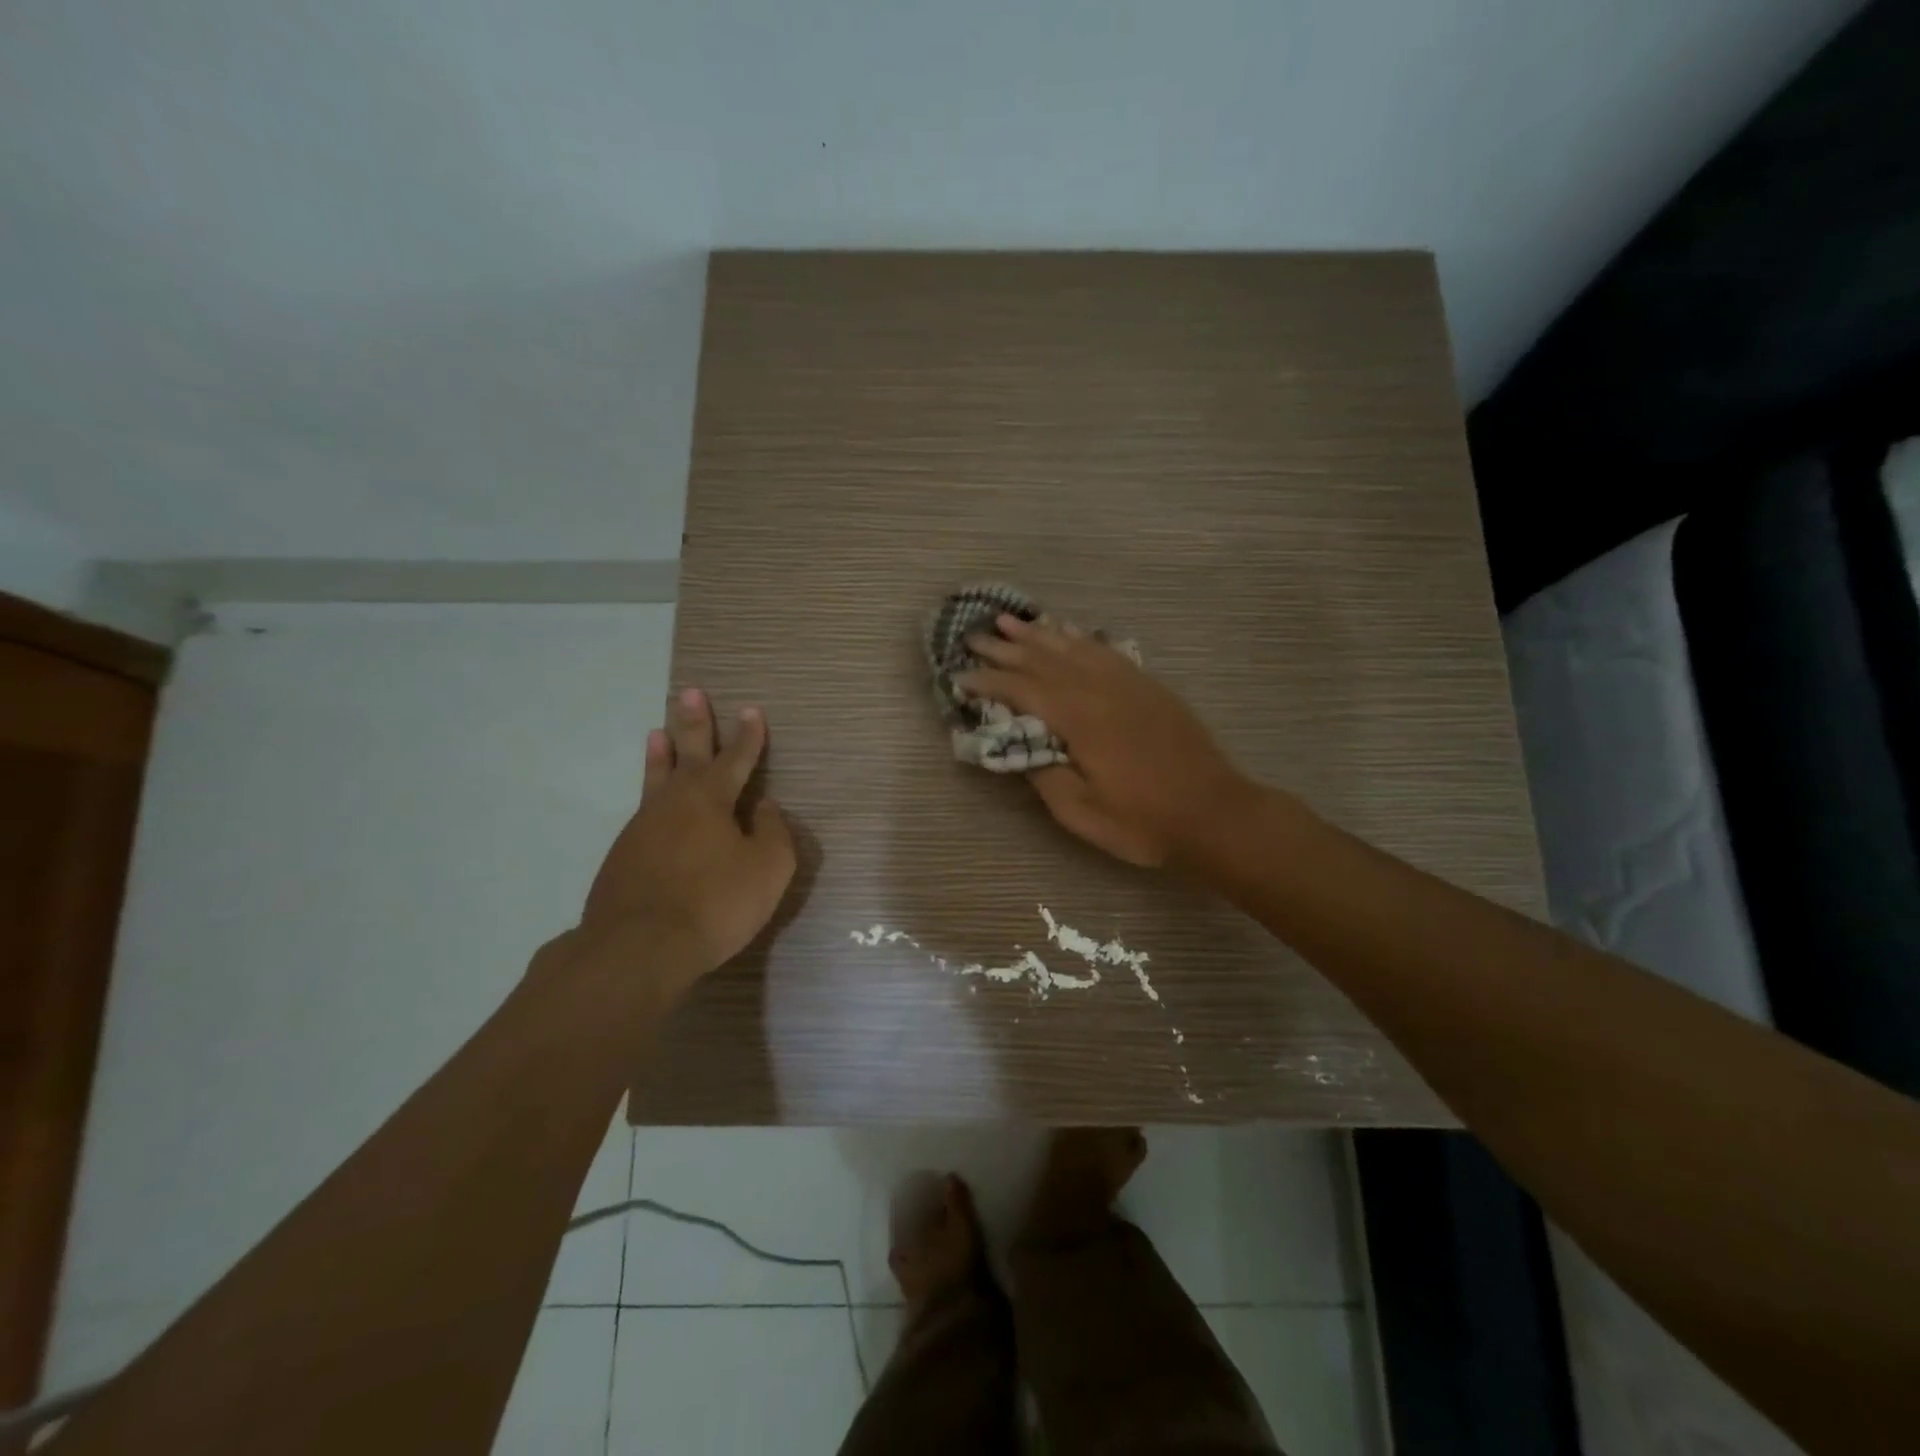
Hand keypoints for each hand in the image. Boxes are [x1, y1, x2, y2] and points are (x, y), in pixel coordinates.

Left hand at [576, 688, 794, 996]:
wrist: (639, 947)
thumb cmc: (716, 903)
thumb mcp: (768, 868)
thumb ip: (772, 831)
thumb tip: (764, 805)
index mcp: (712, 800)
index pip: (736, 759)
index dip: (748, 736)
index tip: (752, 710)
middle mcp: (674, 803)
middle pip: (686, 754)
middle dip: (693, 723)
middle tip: (689, 692)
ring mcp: (642, 828)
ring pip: (655, 780)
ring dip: (661, 755)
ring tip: (657, 732)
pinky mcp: (622, 856)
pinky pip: (643, 813)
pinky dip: (650, 796)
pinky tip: (653, 805)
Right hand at [959, 616, 1244, 866]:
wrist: (1214, 813)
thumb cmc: (1143, 821)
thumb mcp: (1081, 812)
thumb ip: (1044, 774)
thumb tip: (1019, 746)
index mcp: (1080, 719)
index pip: (1023, 690)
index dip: (988, 681)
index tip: (960, 676)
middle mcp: (1101, 690)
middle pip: (1044, 659)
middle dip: (1005, 648)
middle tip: (973, 636)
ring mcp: (1128, 683)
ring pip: (1073, 647)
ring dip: (1038, 633)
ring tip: (1010, 621)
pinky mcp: (1147, 686)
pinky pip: (1105, 650)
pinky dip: (1079, 638)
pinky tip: (1067, 631)